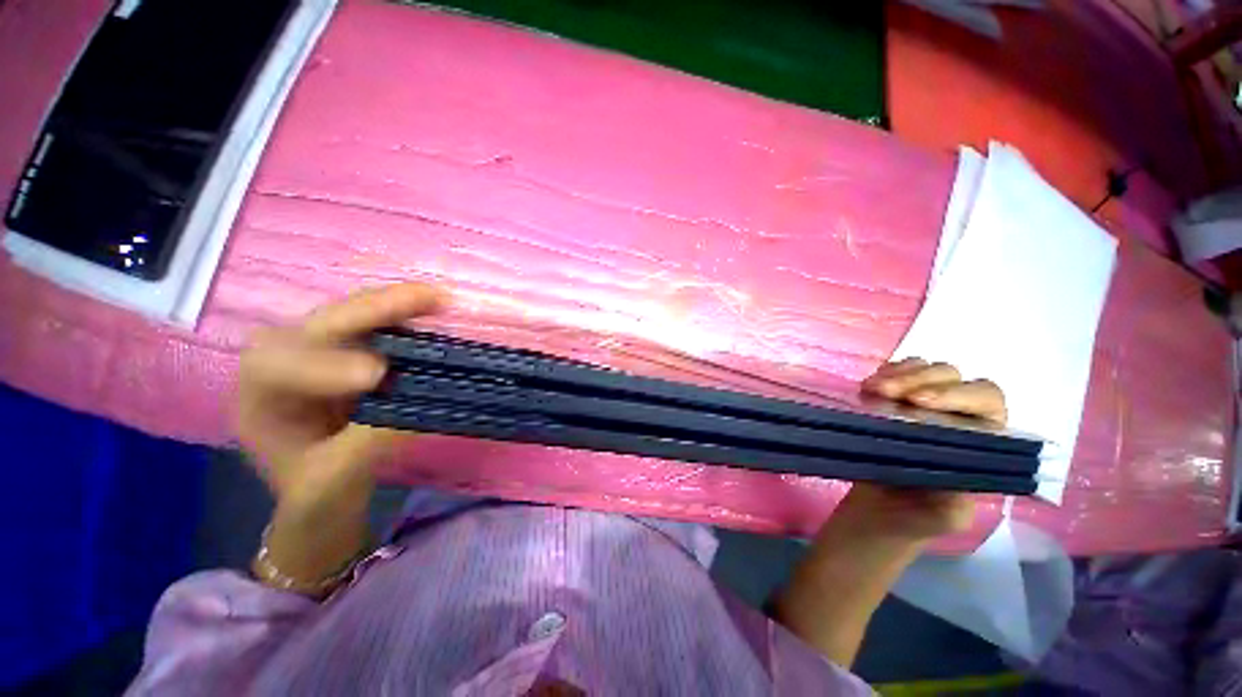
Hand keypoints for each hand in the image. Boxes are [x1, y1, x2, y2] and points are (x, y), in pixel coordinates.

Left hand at [238, 283, 442, 512]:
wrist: (323, 497)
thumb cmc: (316, 498)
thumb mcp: (333, 483)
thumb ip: (368, 443)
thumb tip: (423, 404)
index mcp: (259, 401)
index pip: (276, 368)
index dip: (325, 365)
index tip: (379, 375)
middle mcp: (285, 367)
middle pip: (318, 326)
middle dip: (370, 310)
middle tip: (425, 299)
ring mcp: (321, 357)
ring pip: (350, 319)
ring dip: (393, 306)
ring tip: (435, 298)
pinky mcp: (353, 356)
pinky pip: (376, 329)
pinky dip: (405, 318)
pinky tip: (429, 313)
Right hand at [840, 358, 1008, 541]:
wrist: (878, 515)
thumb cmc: (917, 518)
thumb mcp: (945, 517)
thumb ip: (959, 494)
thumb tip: (953, 460)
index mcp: (982, 441)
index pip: (986, 401)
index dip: (958, 394)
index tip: (918, 402)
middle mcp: (956, 416)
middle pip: (952, 376)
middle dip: (920, 379)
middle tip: (885, 393)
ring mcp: (920, 405)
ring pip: (923, 368)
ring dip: (899, 374)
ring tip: (872, 390)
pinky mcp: (890, 400)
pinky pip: (894, 373)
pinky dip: (882, 373)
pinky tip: (868, 387)